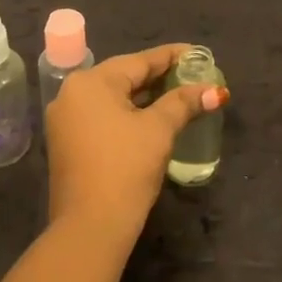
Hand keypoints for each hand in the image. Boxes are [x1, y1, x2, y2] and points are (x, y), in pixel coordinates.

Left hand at [44, 44, 226, 248]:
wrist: (90, 228)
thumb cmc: (125, 169)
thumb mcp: (159, 131)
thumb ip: (183, 103)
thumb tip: (215, 91)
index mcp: (91, 82)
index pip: (139, 61)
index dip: (172, 56)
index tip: (198, 53)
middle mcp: (72, 93)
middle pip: (124, 76)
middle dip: (159, 76)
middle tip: (192, 74)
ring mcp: (66, 119)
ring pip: (113, 97)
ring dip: (145, 96)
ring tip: (178, 93)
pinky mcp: (68, 142)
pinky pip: (103, 115)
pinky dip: (128, 113)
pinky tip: (151, 116)